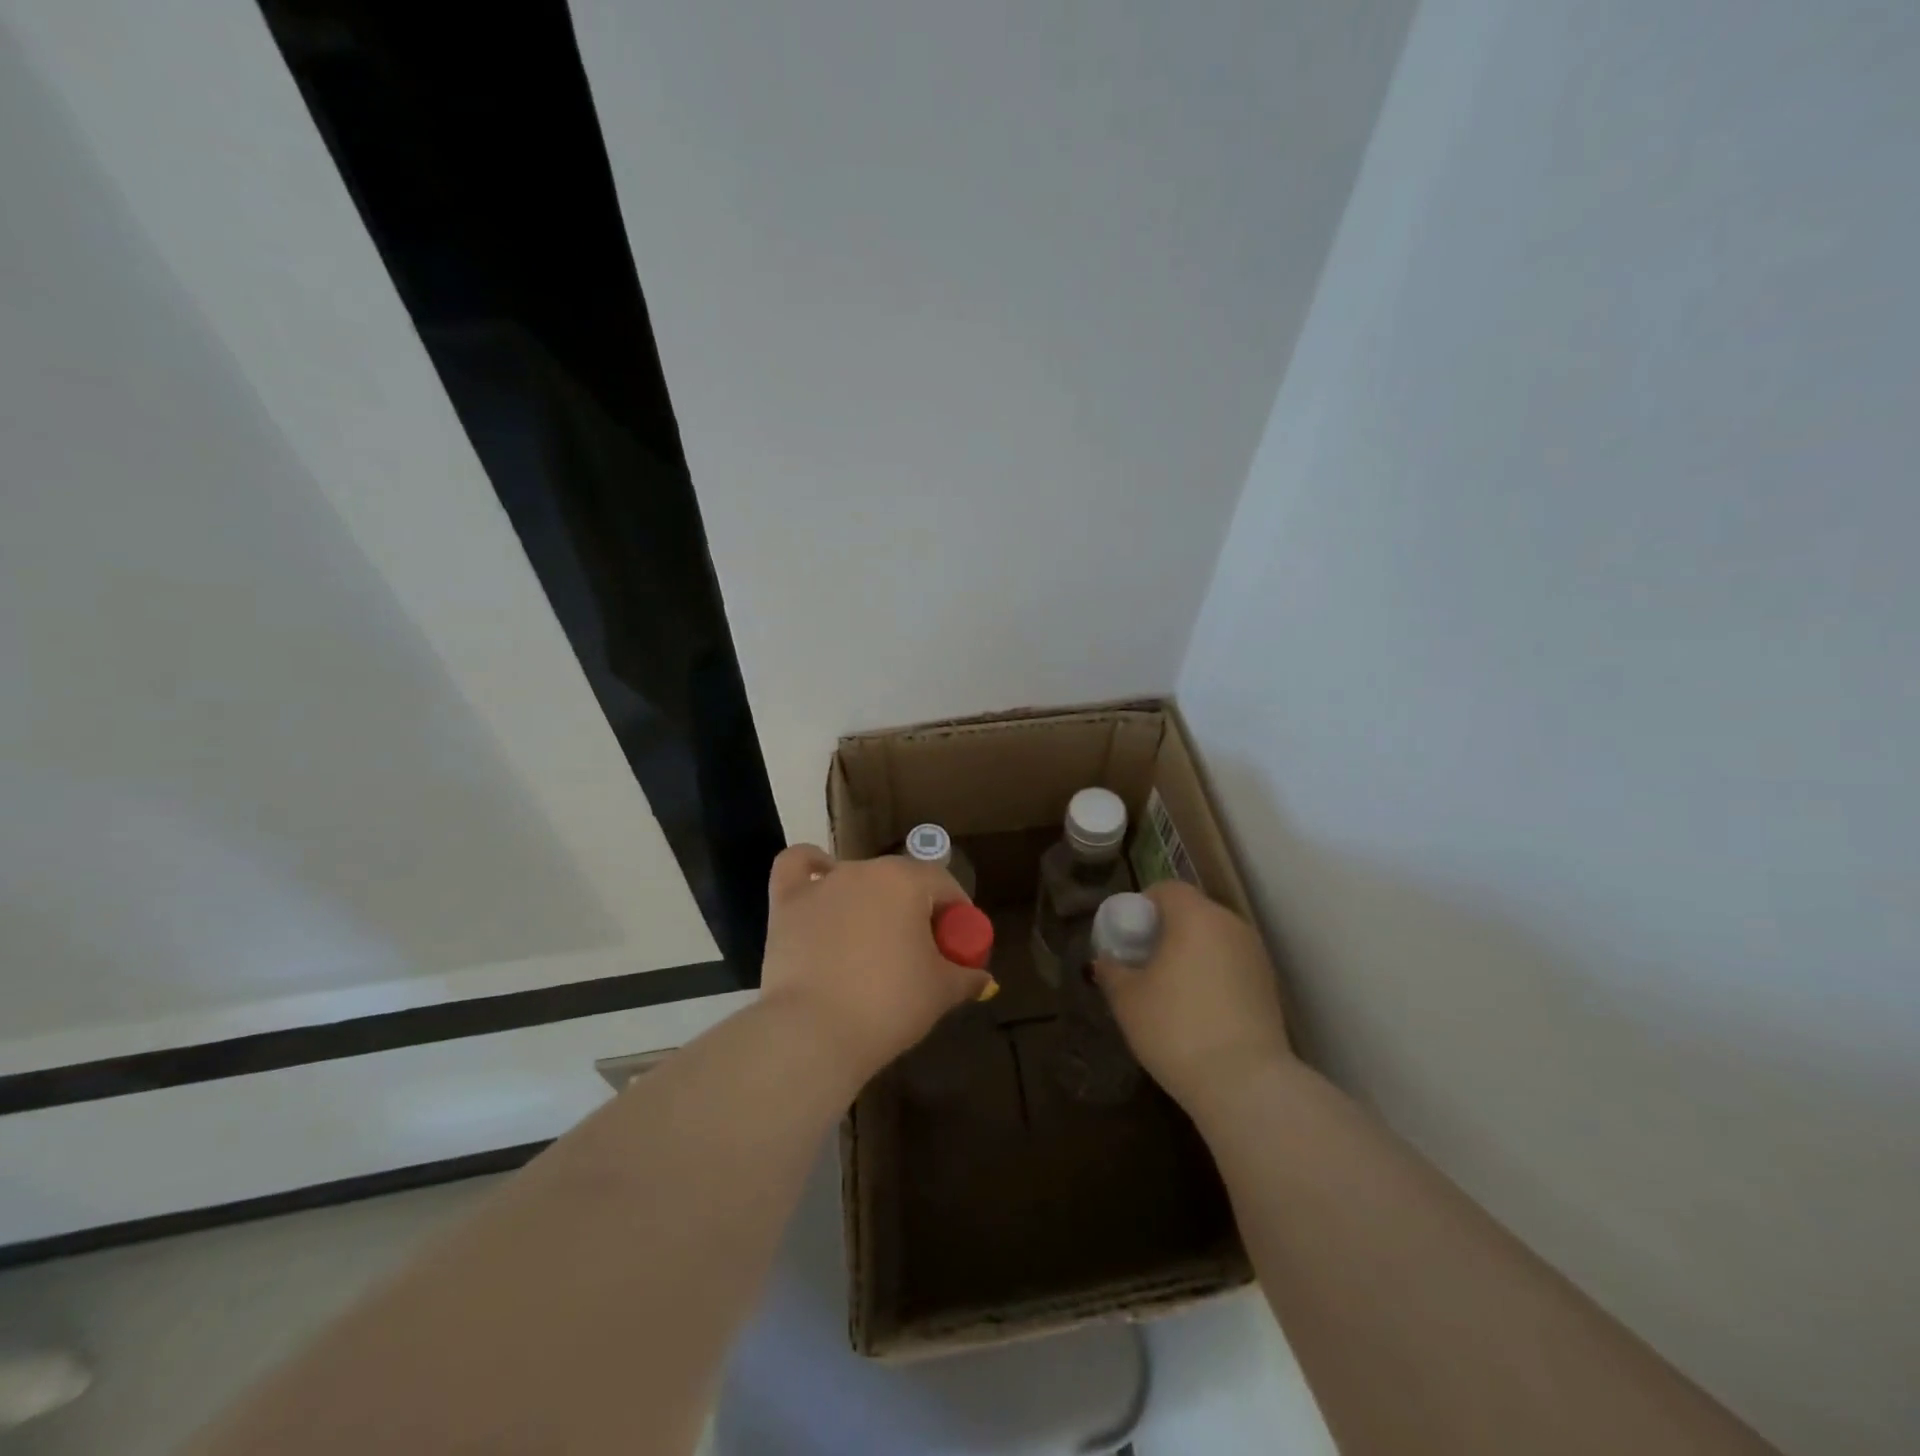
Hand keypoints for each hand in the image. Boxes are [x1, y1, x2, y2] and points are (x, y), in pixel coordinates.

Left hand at [759, 844, 990, 1082]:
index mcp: (907, 880)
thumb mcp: (941, 992)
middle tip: (920, 953)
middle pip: (901, 881)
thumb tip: (982, 978)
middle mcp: (864, 869)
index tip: (957, 946)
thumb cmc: (888, 1004)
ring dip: (871, 902)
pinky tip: (819, 883)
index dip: (956, 914)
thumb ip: (966, 977)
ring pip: (857, 880)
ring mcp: (822, 884)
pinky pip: (798, 867)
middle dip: (916, 910)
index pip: (943, 884)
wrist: (813, 1033)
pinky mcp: (786, 902)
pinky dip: (811, 868)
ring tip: (872, 943)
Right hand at [1093, 881, 1291, 1111]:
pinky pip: (1231, 965)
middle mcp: (1230, 924)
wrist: (1245, 1084)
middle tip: (1144, 963)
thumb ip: (1112, 971)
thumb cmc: (1176, 1028)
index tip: (1129, 937)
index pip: (1167, 889)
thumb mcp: (1127, 999)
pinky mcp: (1269, 986)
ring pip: (1214, 940)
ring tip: (1170, 990)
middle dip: (1167, 931)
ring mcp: (1255, 955)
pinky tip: (1199, 1010)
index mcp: (1195, 915)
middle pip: (1193, 912)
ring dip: (1191, 954)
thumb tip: (1105, 960)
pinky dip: (1213, 975)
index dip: (1143, 906)